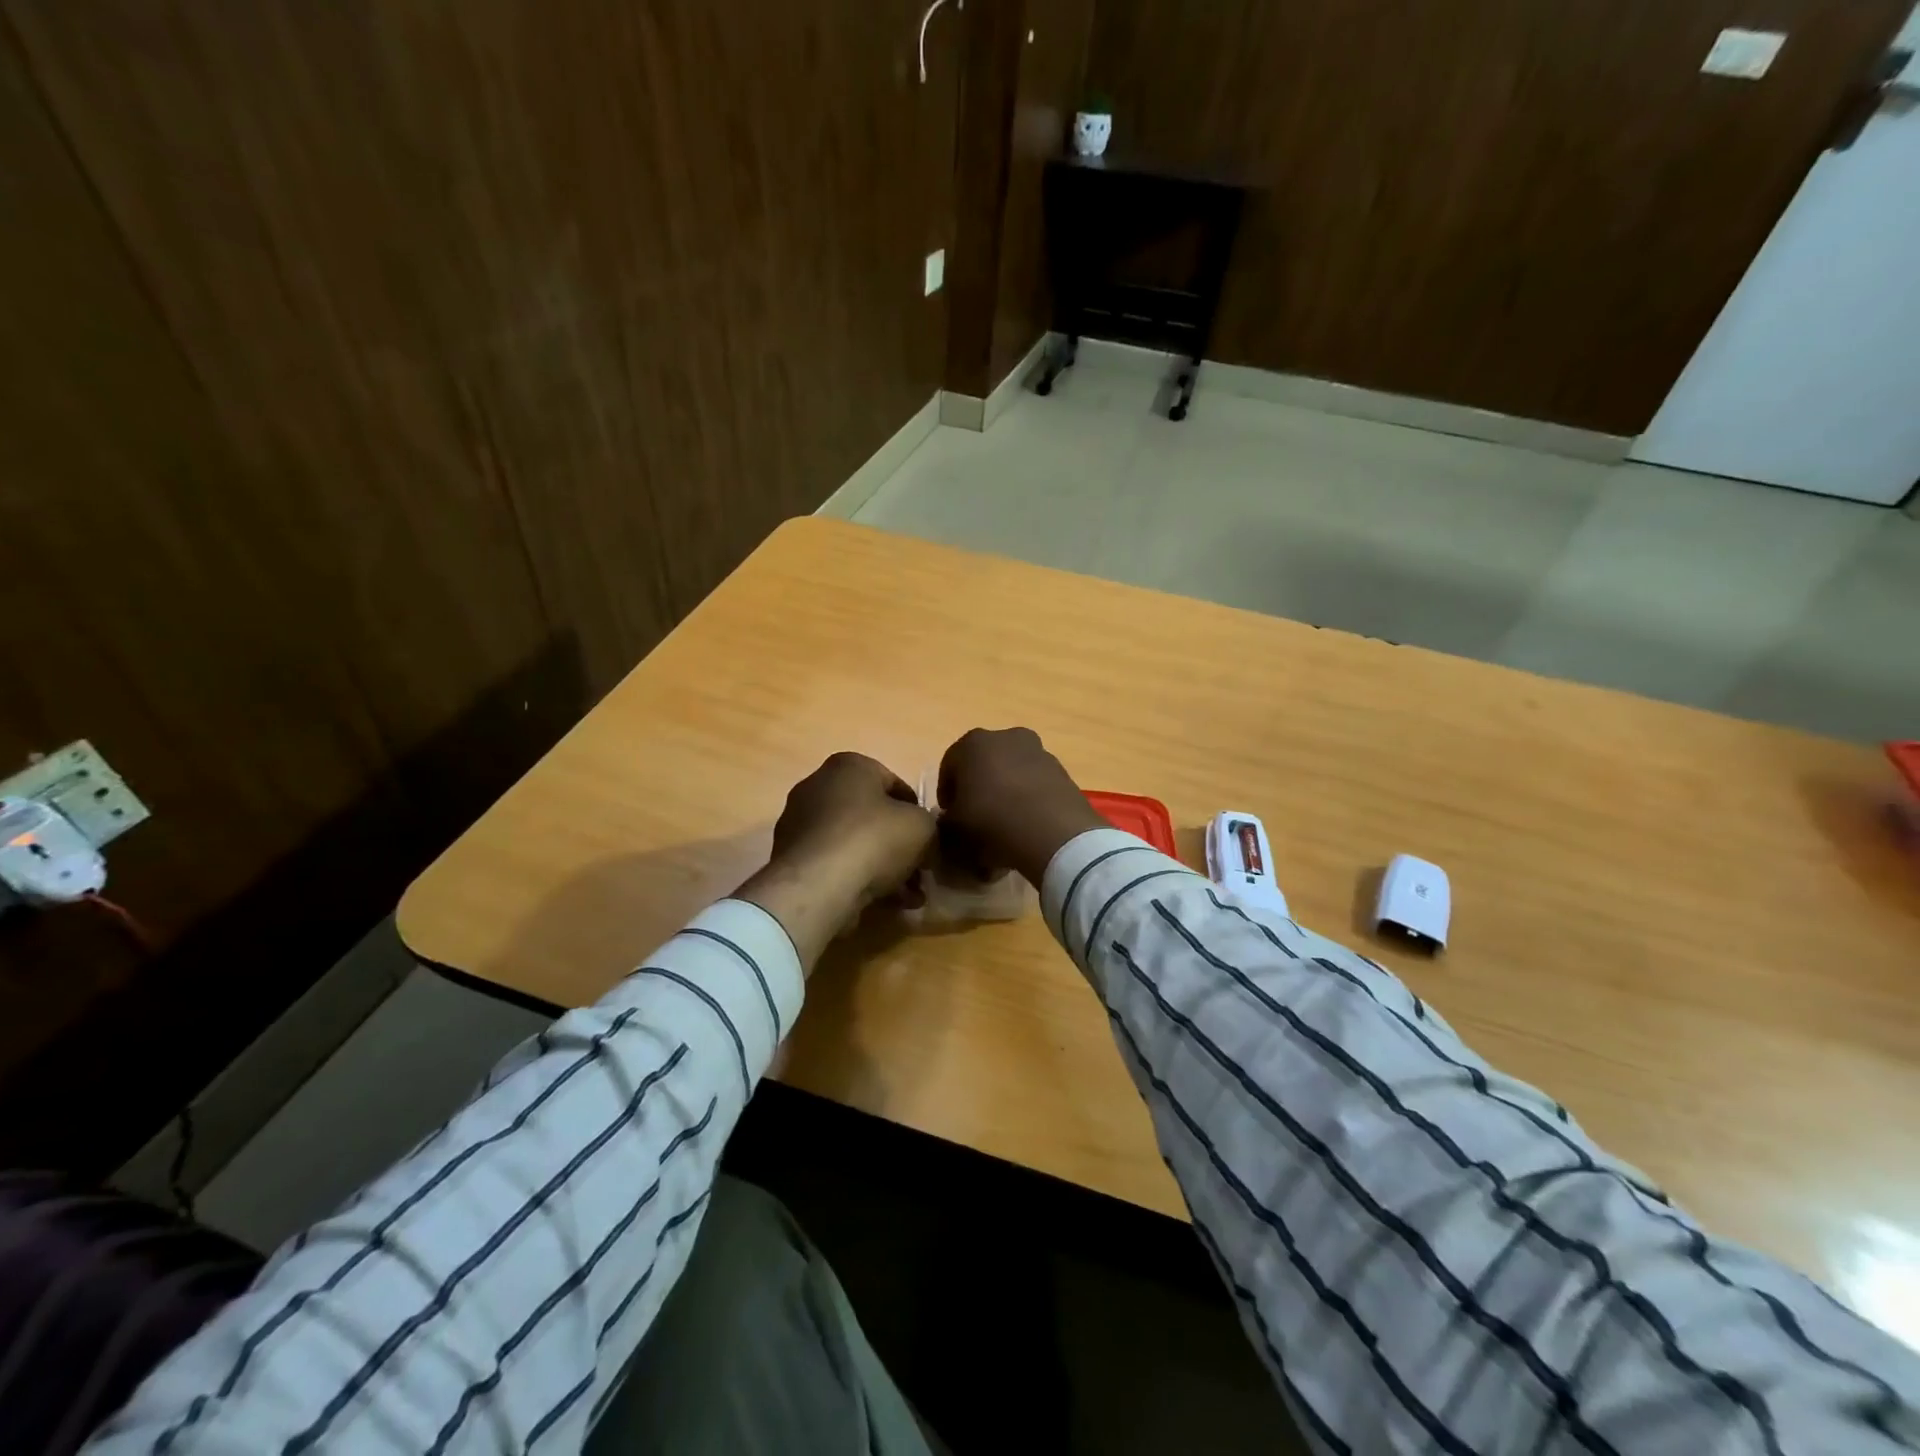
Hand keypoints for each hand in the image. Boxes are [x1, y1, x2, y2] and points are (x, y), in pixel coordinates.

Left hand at [738, 753, 936, 969]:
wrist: (818, 885)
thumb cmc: (874, 839)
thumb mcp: (923, 827)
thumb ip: (929, 826)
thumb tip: (924, 839)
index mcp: (848, 765)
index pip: (895, 784)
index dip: (918, 813)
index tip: (930, 840)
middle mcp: (818, 786)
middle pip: (872, 816)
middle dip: (899, 846)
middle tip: (920, 872)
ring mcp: (799, 823)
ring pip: (854, 844)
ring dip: (884, 869)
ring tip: (908, 898)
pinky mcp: (790, 857)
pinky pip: (834, 864)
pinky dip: (858, 879)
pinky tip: (883, 903)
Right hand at [937, 727, 1105, 886]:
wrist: (1054, 835)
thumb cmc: (992, 823)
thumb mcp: (955, 830)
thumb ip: (946, 822)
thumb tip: (950, 821)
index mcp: (973, 743)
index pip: (950, 765)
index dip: (947, 792)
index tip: (949, 815)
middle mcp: (1007, 737)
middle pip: (983, 763)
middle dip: (977, 786)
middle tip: (975, 816)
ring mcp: (1039, 751)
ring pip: (1012, 771)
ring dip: (1005, 790)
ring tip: (1004, 823)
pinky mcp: (1062, 771)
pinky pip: (1036, 783)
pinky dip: (1029, 798)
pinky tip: (1027, 824)